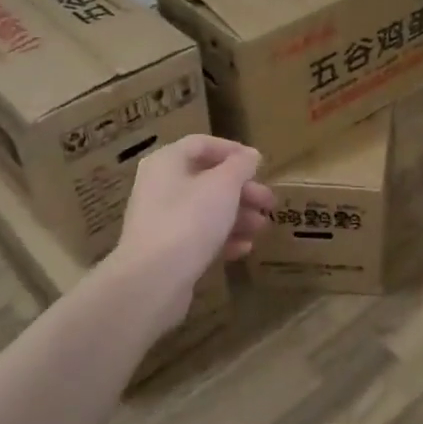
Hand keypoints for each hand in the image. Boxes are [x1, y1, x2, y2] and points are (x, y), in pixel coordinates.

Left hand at [113, 136, 274, 330]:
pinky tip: (243, 249)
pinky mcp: (165, 250)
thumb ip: (240, 166)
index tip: (260, 164)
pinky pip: (198, 236)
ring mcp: (160, 220)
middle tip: (269, 202)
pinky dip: (222, 239)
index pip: (202, 144)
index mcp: (167, 162)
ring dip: (237, 216)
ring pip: (205, 209)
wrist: (153, 279)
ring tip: (262, 228)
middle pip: (207, 179)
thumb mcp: (224, 185)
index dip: (233, 150)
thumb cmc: (190, 219)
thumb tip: (250, 155)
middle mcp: (159, 186)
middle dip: (242, 190)